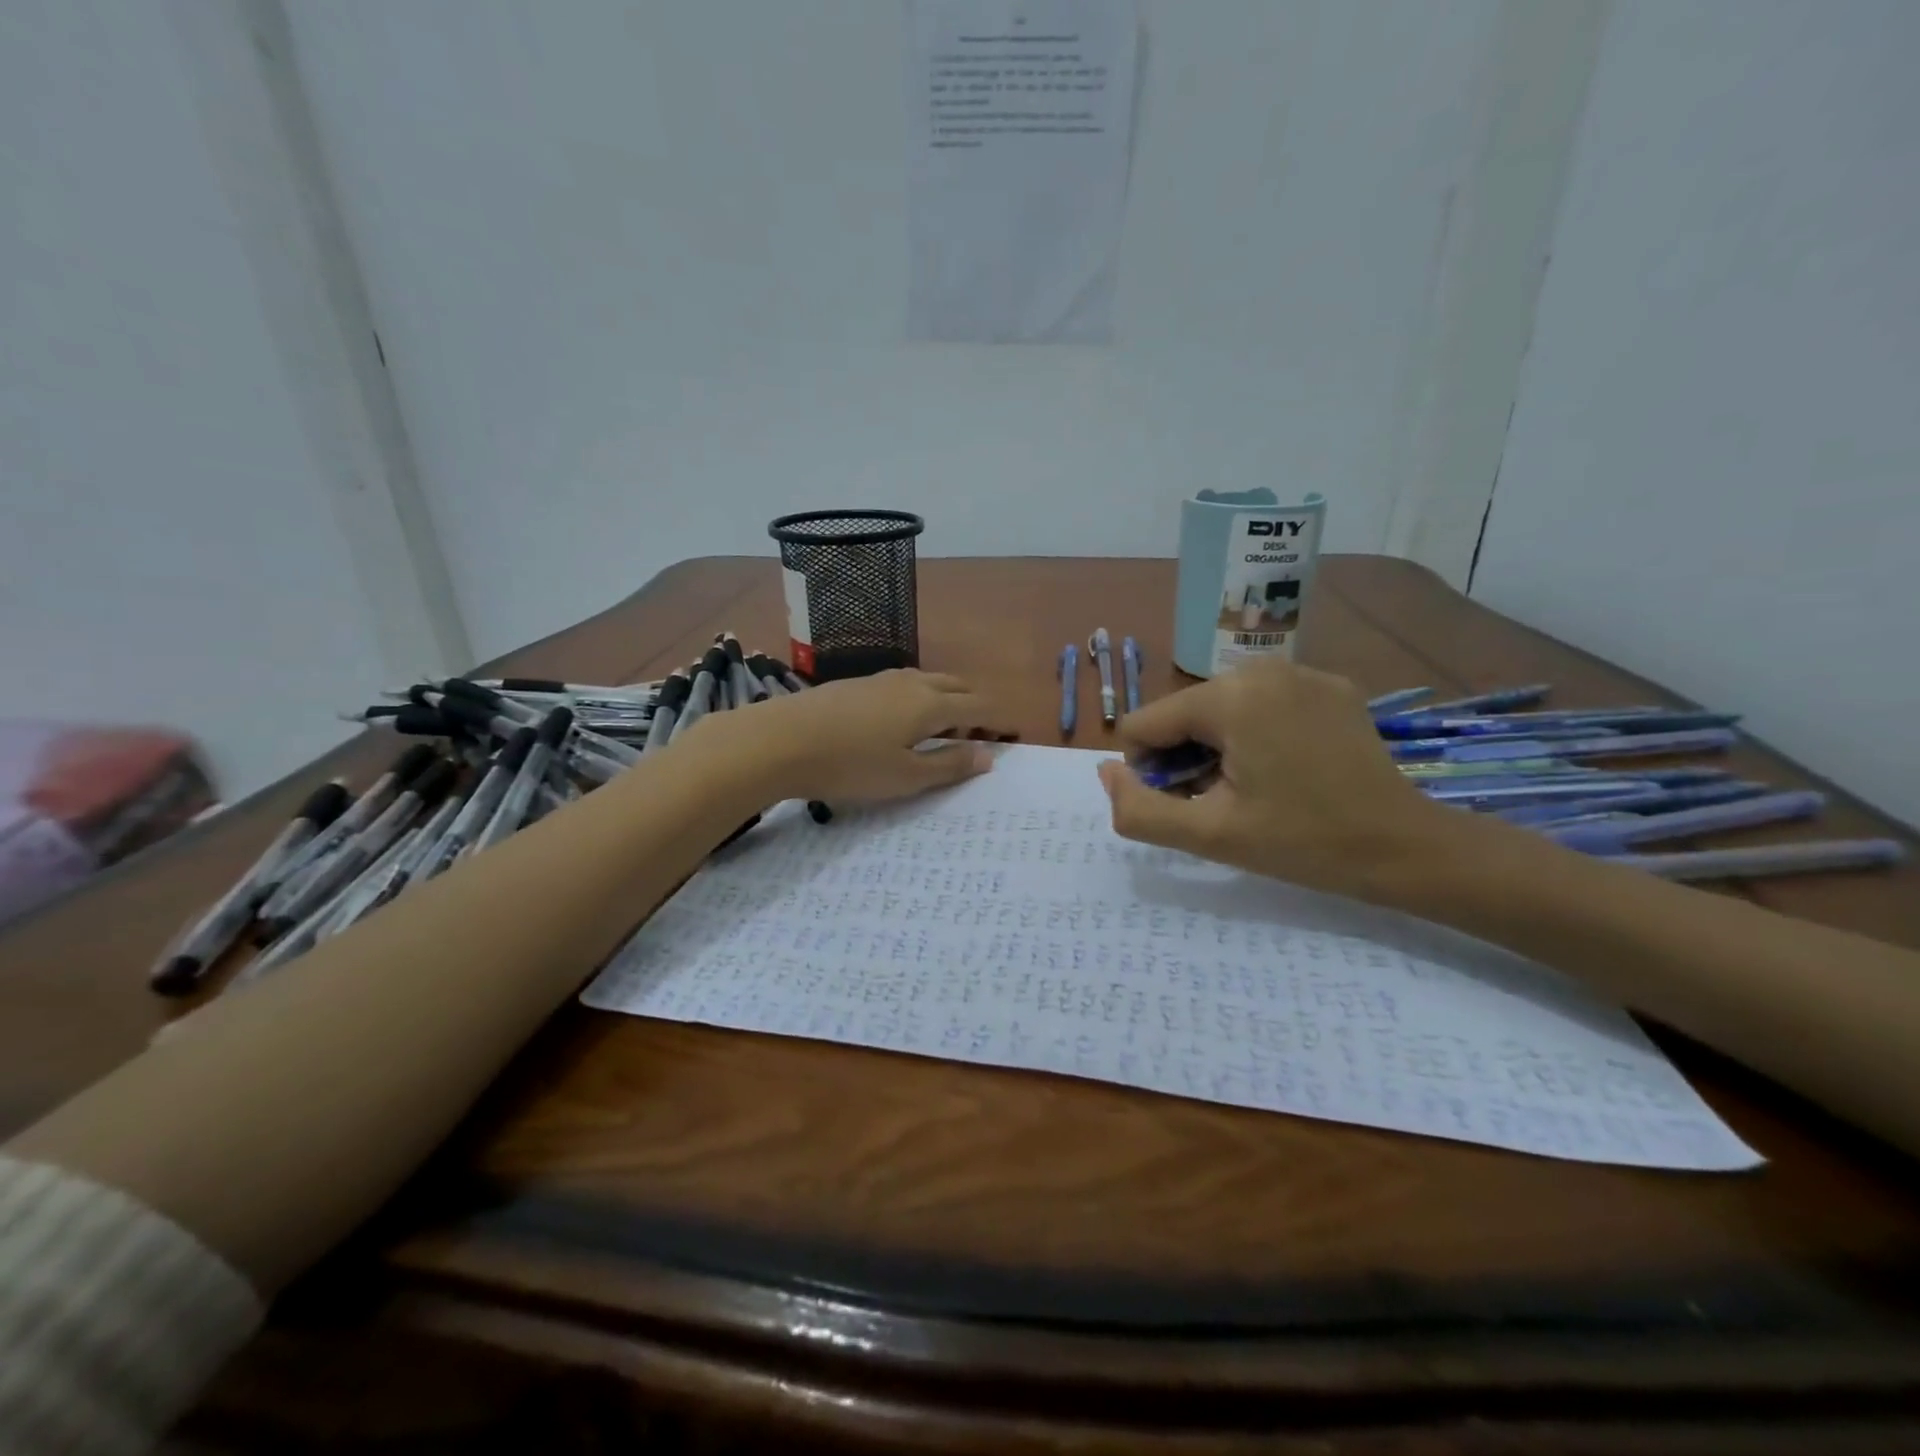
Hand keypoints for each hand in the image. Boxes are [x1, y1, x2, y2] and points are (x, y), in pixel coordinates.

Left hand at [693, 670, 1017, 804]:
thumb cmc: (850, 765)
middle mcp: (912, 682)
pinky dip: (920, 698)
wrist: (779, 740)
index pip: (979, 706)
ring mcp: (882, 679)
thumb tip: (988, 755)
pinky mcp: (856, 683)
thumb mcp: (906, 776)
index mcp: (931, 704)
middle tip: (980, 735)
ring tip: (945, 728)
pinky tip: (903, 720)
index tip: (1011, 736)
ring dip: (948, 700)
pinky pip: (905, 684)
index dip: (999, 721)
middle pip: (958, 687)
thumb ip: (949, 765)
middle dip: (976, 707)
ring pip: (930, 681)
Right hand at [1097, 659, 1457, 901]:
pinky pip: (1262, 703)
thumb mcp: (1208, 835)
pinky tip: (1288, 769)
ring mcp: (1301, 671)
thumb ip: (1138, 809)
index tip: (1192, 804)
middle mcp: (1261, 667)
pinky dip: (1256, 733)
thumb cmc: (1302, 843)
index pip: (1144, 724)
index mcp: (1229, 696)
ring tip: (1256, 788)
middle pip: (1182, 714)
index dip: (1151, 772)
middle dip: (1186, 758)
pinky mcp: (1330, 684)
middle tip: (1226, 802)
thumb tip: (1107, 773)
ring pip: (1220, 708)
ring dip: (1218, 747)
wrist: (1405, 848)